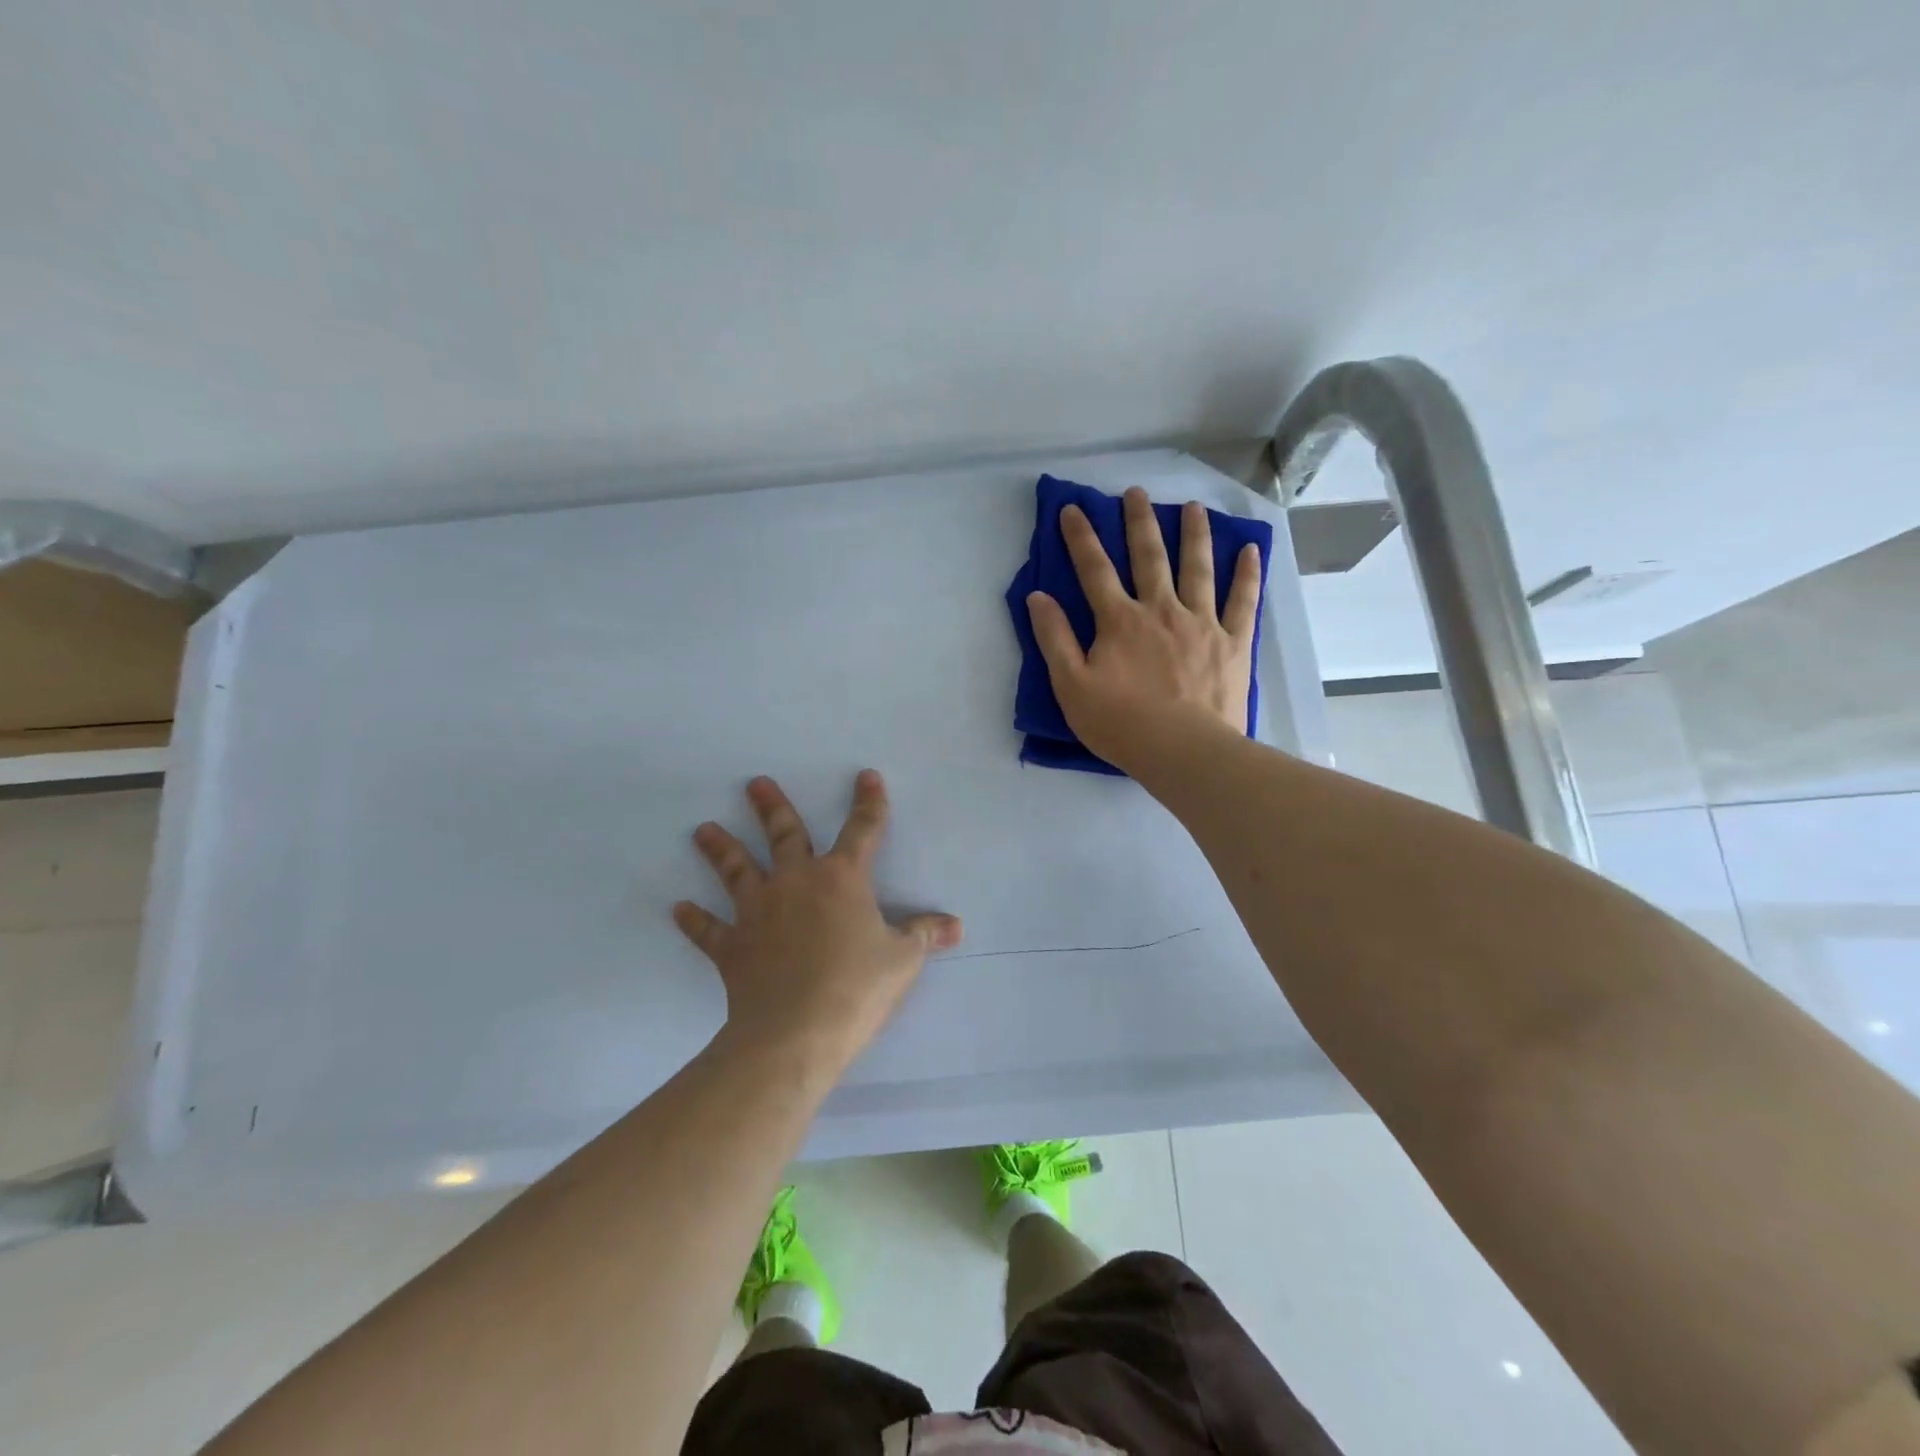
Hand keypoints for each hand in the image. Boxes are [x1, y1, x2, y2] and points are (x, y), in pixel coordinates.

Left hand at [674, 771, 961, 1070]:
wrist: (796, 1033)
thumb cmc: (857, 988)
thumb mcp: (903, 960)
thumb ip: (925, 936)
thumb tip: (955, 925)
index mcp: (842, 879)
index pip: (863, 830)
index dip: (869, 802)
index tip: (866, 776)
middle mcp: (796, 883)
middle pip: (784, 835)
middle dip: (771, 807)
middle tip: (754, 783)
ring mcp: (758, 912)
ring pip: (737, 870)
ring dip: (721, 849)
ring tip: (703, 830)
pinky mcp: (732, 946)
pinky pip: (709, 930)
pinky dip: (694, 920)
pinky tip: (678, 908)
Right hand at [1026, 487, 1261, 769]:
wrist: (1183, 751)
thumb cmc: (1121, 724)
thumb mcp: (1071, 686)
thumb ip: (1054, 639)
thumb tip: (1038, 597)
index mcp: (1120, 621)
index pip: (1094, 570)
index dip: (1081, 538)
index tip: (1073, 509)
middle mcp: (1161, 610)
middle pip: (1149, 557)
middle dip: (1139, 522)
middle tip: (1137, 493)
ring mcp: (1202, 623)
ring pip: (1197, 568)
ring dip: (1194, 535)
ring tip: (1193, 508)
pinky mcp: (1233, 642)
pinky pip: (1242, 601)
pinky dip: (1246, 574)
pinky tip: (1249, 550)